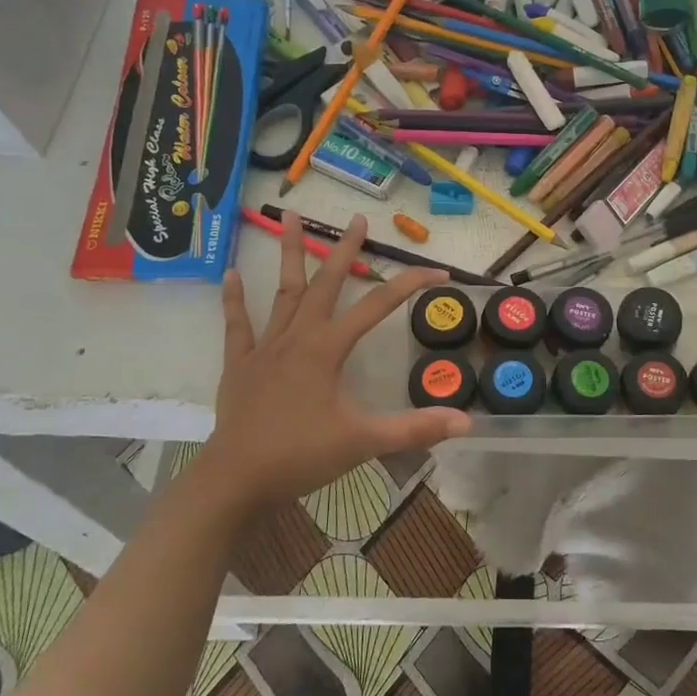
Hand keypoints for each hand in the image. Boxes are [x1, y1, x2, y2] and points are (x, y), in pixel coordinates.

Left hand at [191, 212, 470, 513]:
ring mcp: (266, 348)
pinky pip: (238, 325)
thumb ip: (414, 429)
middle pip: (326, 284)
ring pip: (282, 292)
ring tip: (288, 216)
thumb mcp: (364, 442)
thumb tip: (465, 420)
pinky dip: (234, 299)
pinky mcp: (240, 364)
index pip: (377, 307)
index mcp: (328, 349)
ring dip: (288, 254)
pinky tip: (231, 273)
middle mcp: (298, 337)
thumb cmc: (301, 456)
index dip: (410, 285)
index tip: (439, 272)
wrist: (236, 480)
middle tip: (357, 219)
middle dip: (344, 250)